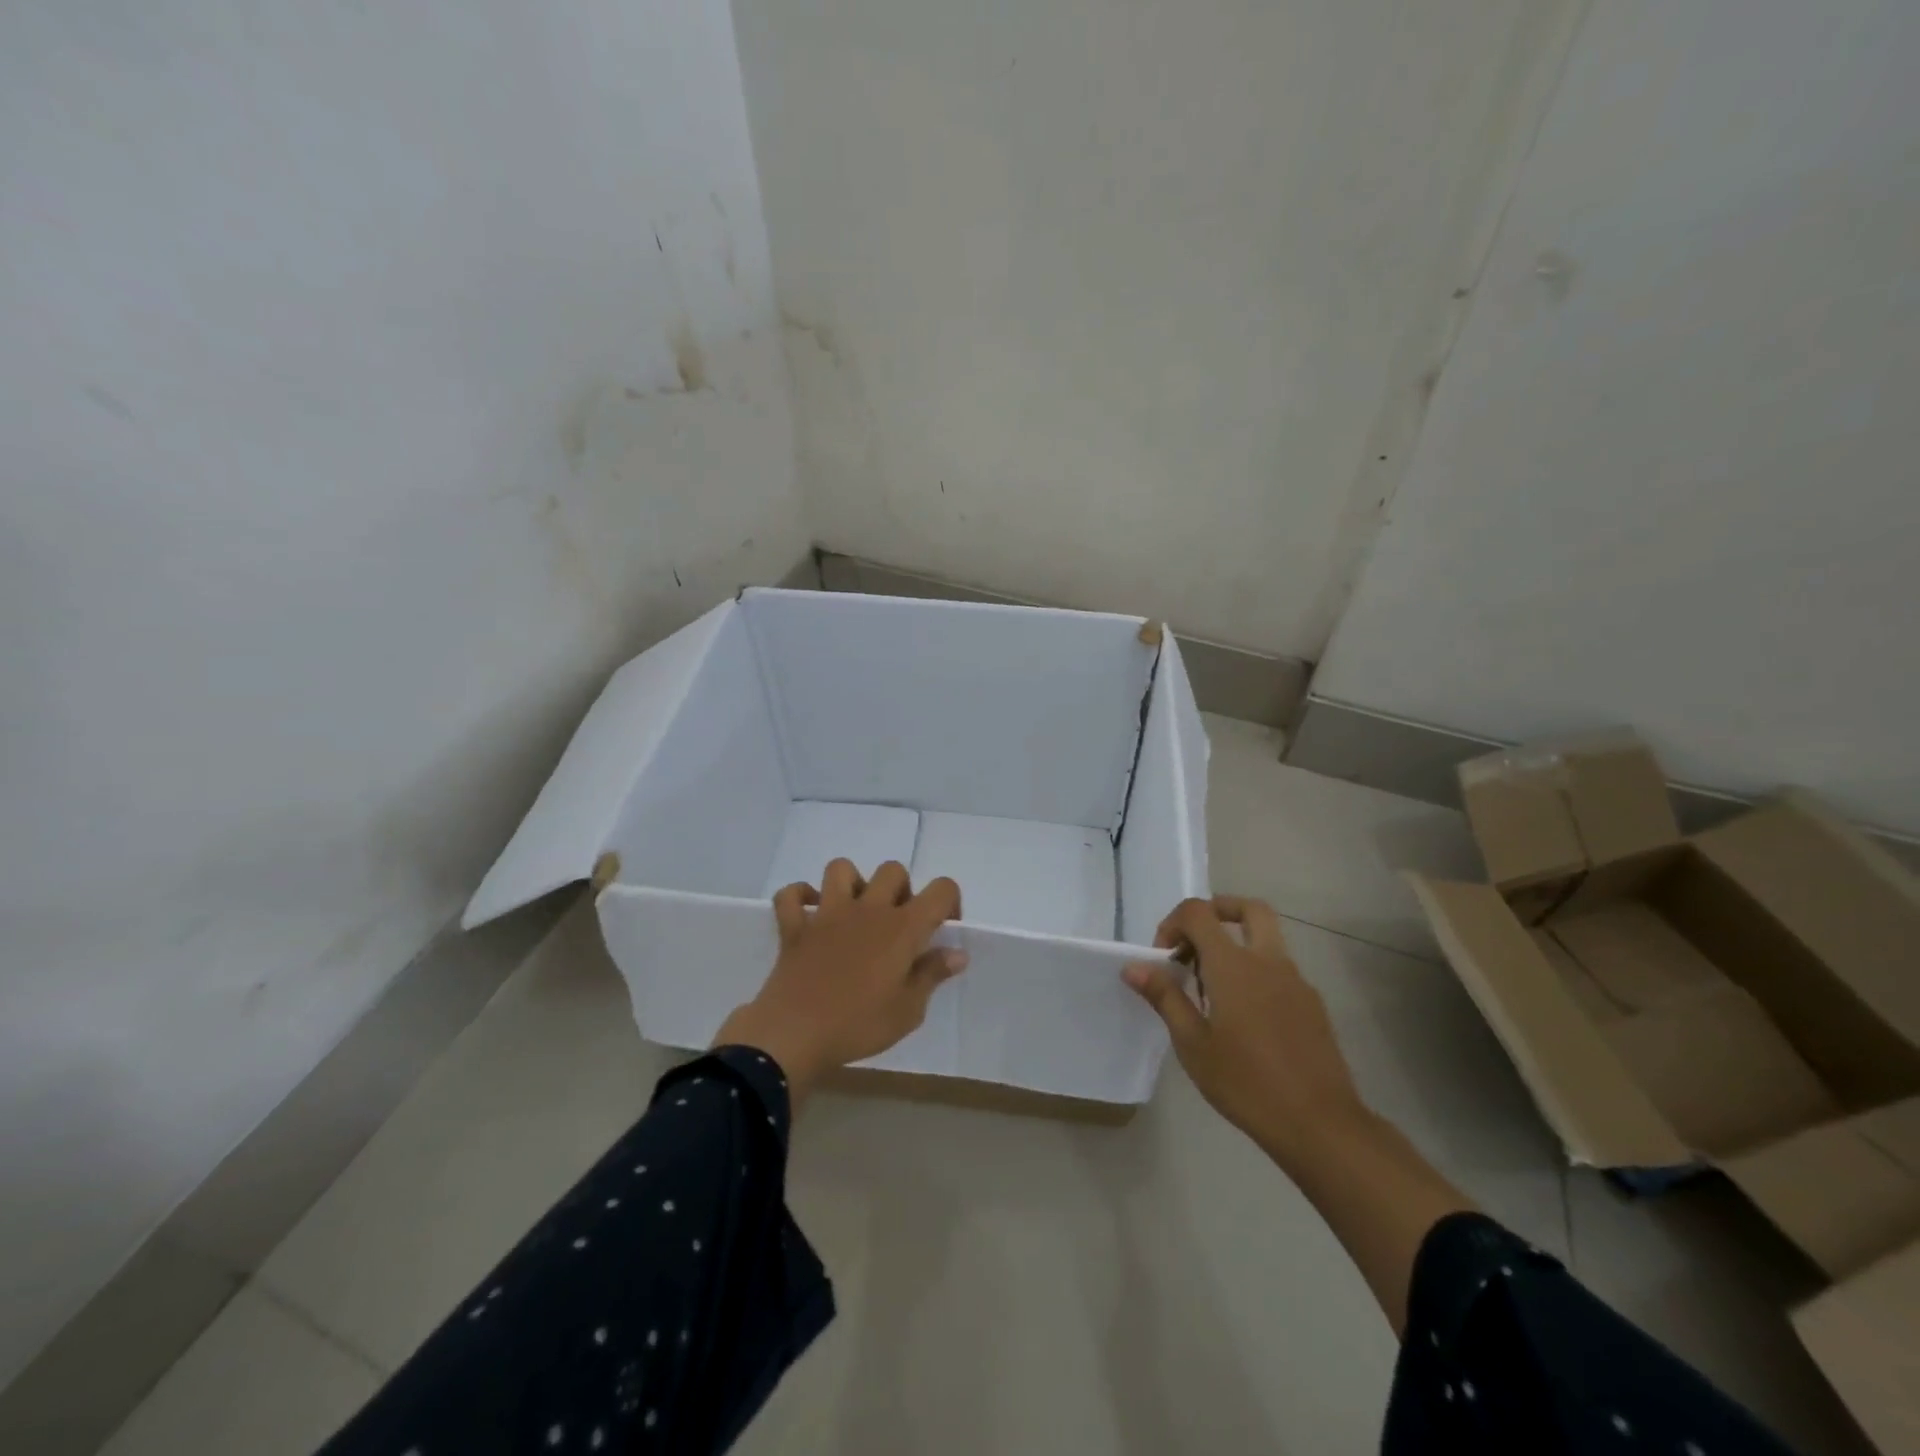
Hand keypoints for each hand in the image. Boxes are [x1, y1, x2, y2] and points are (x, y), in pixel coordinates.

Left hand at [715, 859, 965, 1102]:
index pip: (941, 889)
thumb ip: (932, 975)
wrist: (794, 1036)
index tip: (942, 929)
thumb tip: (957, 953)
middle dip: (901, 890)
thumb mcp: (908, 1011)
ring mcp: (827, 913)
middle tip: (898, 925)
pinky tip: (809, 915)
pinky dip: (800, 898)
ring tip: (855, 912)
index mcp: (902, 928)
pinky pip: (791, 895)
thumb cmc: (858, 1025)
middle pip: (893, 870)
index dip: (949, 902)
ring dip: (852, 883)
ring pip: (841, 868)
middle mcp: (868, 909)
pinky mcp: (794, 926)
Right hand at [1124, 896, 1366, 1162]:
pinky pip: (1279, 970)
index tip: (1164, 959)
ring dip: (1235, 946)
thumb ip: (1165, 997)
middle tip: (1194, 943)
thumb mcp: (1192, 1044)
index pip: (1199, 912)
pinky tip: (1243, 1019)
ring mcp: (1296, 981)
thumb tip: (1134, 966)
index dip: (1174, 924)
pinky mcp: (1312, 1005)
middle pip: (1248, 909)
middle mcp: (1268, 961)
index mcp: (1234, 965)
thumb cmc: (1246, 1083)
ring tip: (1212, 992)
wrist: (1319, 1124)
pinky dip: (1255, 974)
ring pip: (1266, 939)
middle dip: (1217, 912)